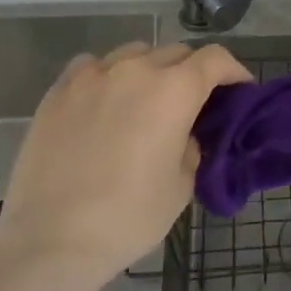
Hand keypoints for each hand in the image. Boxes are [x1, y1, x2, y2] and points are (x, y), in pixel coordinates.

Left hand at [0, 41, 251, 285]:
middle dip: (193, 72)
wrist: (51, 238)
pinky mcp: (59, 90)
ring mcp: (94, 76)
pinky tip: (103, 100)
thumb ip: (191, 148)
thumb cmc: (129, 216)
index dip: (233, 71)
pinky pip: (92, 66)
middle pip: (176, 52)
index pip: (215, 59)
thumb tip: (183, 135)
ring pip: (134, 53)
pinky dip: (107, 75)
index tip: (239, 90)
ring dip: (150, 69)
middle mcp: (137, 69)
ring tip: (145, 99)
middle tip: (193, 102)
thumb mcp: (181, 186)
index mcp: (175, 90)